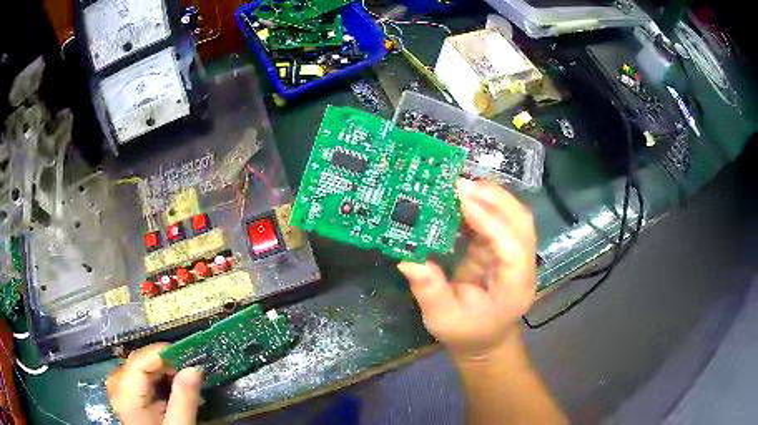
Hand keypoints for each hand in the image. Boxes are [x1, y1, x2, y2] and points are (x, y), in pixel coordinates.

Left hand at [106, 343, 202, 424]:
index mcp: (126, 395)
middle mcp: (117, 387)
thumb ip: (184, 399)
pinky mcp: (126, 397)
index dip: (164, 353)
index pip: (140, 360)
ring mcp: (120, 391)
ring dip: (164, 372)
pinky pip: (141, 379)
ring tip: (187, 383)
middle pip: (140, 362)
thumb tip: (194, 368)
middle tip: (192, 371)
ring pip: (141, 369)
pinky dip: (159, 381)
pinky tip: (174, 391)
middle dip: (167, 364)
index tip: (189, 355)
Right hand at [398, 179, 536, 360]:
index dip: (491, 220)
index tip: (462, 197)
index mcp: (515, 287)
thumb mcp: (443, 319)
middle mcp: (524, 265)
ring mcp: (517, 254)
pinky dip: (482, 204)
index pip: (513, 248)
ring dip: (489, 196)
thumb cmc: (467, 334)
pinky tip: (460, 198)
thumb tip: (408, 258)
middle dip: (493, 198)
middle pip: (521, 222)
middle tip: (458, 183)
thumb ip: (430, 290)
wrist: (486, 340)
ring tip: (458, 184)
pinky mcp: (504, 247)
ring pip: (513, 215)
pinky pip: (498, 219)